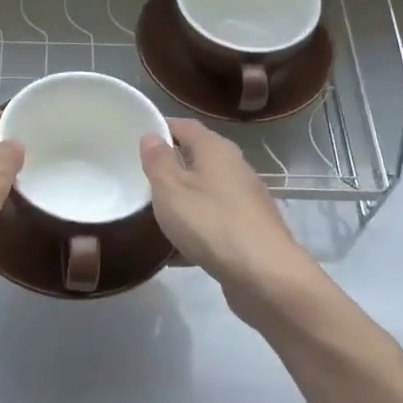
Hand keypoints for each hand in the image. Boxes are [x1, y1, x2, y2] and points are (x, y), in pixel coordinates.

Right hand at [141, 118, 319, 313]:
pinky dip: (195, 229)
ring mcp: (246, 201)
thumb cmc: (211, 223)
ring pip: (206, 192)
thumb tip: (151, 135)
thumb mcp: (171, 189)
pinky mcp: (249, 231)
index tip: (138, 137)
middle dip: (171, 166)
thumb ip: (158, 161)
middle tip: (139, 177)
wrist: (265, 275)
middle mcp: (235, 169)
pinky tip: (175, 252)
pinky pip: (214, 222)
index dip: (163, 127)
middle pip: (199, 158)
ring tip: (152, 214)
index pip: (186, 126)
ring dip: (182, 200)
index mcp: (216, 150)